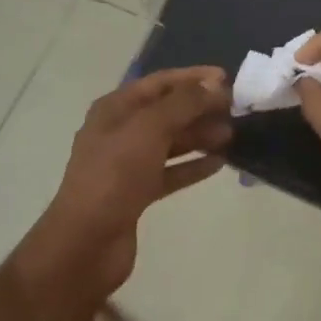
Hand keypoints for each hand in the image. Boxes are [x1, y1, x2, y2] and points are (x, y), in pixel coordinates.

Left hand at [24, 66, 231, 298]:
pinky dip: (192, 165)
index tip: (226, 79)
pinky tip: (218, 163)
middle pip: (166, 111)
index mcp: (115, 108)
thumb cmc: (115, 175)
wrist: (86, 243)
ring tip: (231, 136)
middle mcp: (119, 131)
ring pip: (170, 141)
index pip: (159, 82)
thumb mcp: (149, 129)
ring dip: (199, 136)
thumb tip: (212, 85)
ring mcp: (127, 163)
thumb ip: (183, 103)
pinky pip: (170, 171)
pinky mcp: (136, 193)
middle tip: (234, 110)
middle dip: (199, 108)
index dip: (192, 77)